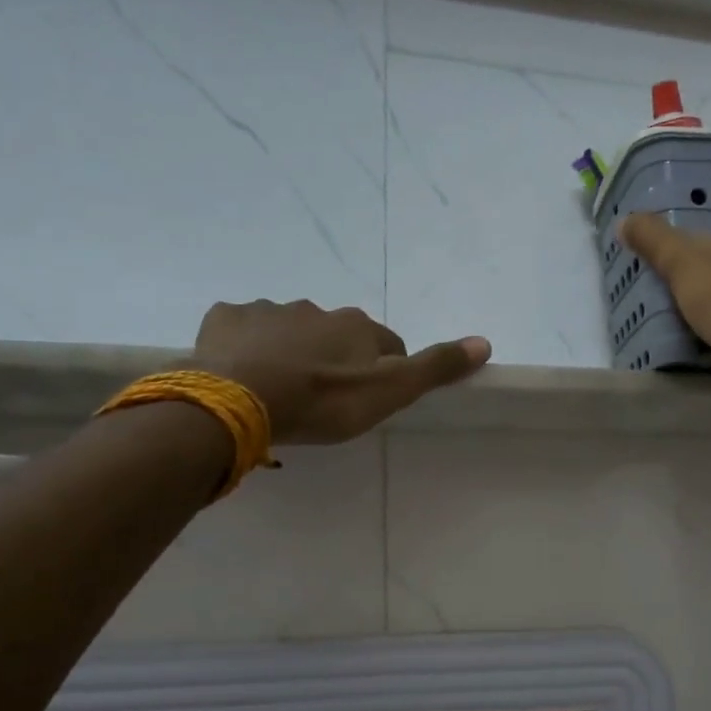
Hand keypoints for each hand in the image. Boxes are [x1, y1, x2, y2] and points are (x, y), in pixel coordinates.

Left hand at [191, 300, 490, 443]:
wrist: (238, 401)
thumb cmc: (321, 401)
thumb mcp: (388, 393)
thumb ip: (434, 368)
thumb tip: (484, 341)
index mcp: (357, 326)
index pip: (386, 345)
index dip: (382, 372)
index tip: (368, 400)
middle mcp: (317, 309)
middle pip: (336, 335)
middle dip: (334, 359)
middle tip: (322, 398)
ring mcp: (268, 310)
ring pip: (290, 331)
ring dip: (291, 352)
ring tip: (280, 390)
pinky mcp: (226, 319)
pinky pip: (244, 329)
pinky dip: (248, 345)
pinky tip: (243, 372)